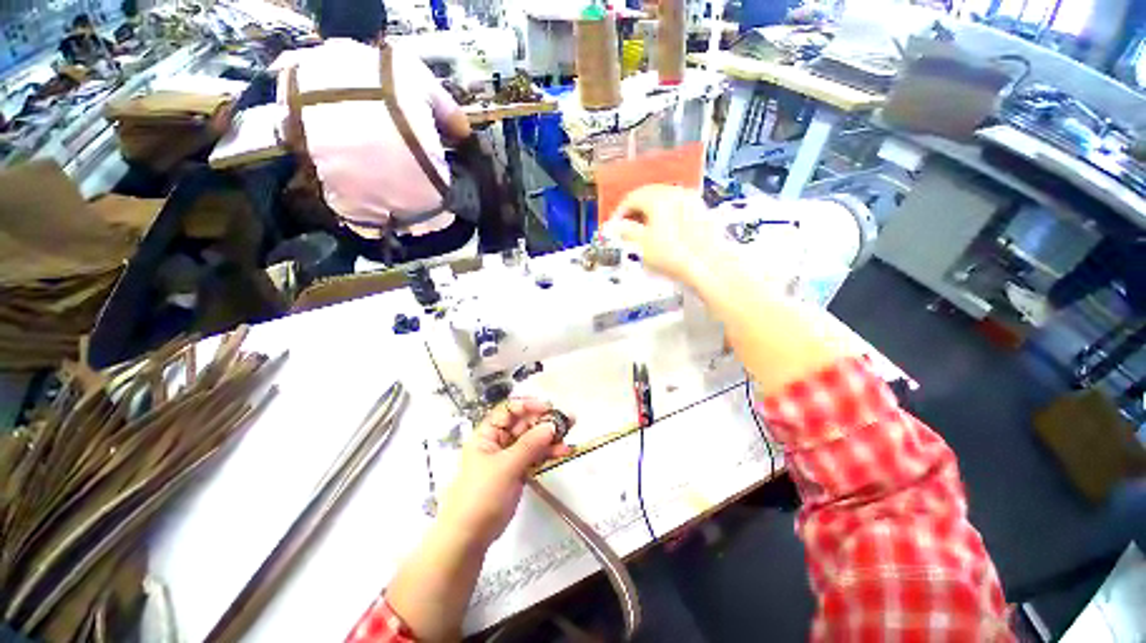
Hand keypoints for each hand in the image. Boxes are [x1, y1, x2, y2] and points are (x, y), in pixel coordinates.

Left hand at [437, 398, 572, 547]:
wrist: (469, 537)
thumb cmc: (481, 495)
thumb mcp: (505, 467)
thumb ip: (530, 444)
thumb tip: (552, 425)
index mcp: (487, 434)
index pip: (508, 410)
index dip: (528, 405)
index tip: (548, 408)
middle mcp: (498, 441)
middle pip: (524, 424)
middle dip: (545, 421)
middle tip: (569, 421)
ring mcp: (509, 457)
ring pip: (532, 440)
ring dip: (550, 438)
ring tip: (569, 437)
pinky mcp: (518, 472)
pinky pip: (535, 456)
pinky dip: (548, 453)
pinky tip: (563, 452)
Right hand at [604, 185, 719, 287]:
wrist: (708, 265)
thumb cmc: (673, 255)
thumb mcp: (642, 245)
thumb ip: (625, 232)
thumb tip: (615, 227)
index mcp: (658, 197)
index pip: (631, 198)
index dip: (620, 212)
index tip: (615, 225)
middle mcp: (675, 192)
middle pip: (648, 195)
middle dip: (634, 210)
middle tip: (626, 226)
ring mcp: (690, 199)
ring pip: (663, 200)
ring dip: (650, 212)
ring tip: (644, 229)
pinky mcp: (700, 210)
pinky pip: (677, 206)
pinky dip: (665, 214)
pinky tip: (664, 230)